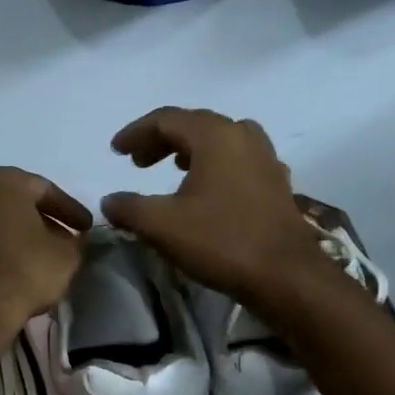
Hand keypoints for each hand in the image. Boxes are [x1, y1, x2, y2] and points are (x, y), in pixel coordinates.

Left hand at [0, 167, 90, 346]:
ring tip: (34, 256)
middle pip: (14, 202)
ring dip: (13, 234)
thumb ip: (74, 240)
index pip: (45, 190)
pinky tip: (7, 267)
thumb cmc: (24, 272)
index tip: (85, 227)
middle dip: (39, 219)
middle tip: (61, 238)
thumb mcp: (67, 256)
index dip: (70, 210)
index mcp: (4, 181)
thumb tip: (71, 238)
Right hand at [102, 108, 324, 310]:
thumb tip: (109, 201)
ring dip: (191, 149)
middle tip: (137, 162)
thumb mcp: (162, 226)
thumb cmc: (221, 241)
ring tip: (172, 167)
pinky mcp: (276, 183)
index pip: (167, 119)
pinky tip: (207, 190)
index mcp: (215, 136)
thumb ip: (129, 208)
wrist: (285, 275)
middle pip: (195, 125)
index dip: (136, 132)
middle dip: (161, 140)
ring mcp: (265, 158)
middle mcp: (243, 137)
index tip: (115, 150)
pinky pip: (238, 160)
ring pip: (220, 140)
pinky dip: (214, 165)